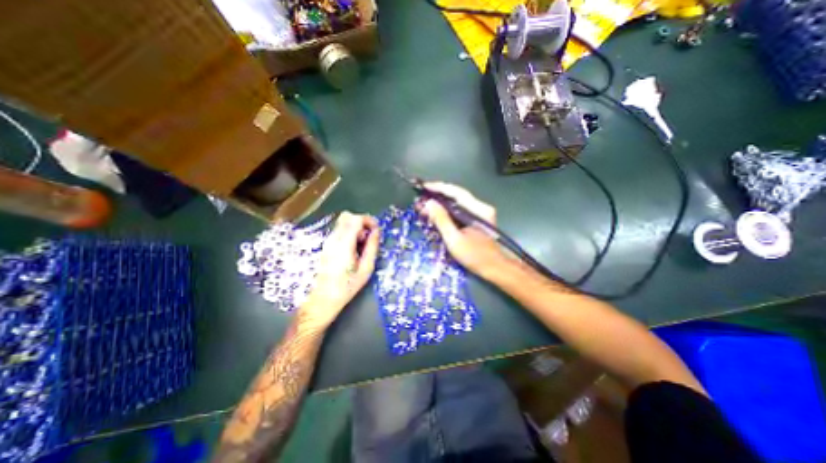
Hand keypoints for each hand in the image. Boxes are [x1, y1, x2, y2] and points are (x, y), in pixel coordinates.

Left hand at [302, 211, 379, 326]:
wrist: (323, 298)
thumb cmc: (347, 286)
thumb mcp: (366, 268)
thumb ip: (372, 247)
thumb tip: (376, 232)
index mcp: (344, 244)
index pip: (355, 218)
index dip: (369, 220)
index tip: (376, 230)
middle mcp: (334, 239)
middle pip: (348, 216)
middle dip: (362, 222)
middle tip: (368, 237)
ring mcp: (328, 241)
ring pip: (343, 222)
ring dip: (356, 228)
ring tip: (361, 245)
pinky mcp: (326, 245)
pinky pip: (339, 230)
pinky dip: (349, 233)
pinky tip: (353, 249)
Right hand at [423, 184, 513, 280]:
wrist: (495, 268)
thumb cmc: (475, 256)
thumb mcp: (454, 239)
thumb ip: (441, 220)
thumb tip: (429, 203)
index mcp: (478, 210)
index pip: (456, 192)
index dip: (438, 188)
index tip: (424, 187)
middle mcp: (481, 207)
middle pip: (456, 196)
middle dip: (437, 196)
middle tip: (422, 200)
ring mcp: (480, 213)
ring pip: (457, 203)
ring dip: (441, 204)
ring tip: (426, 208)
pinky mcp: (477, 219)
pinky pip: (460, 210)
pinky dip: (447, 211)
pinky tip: (437, 215)